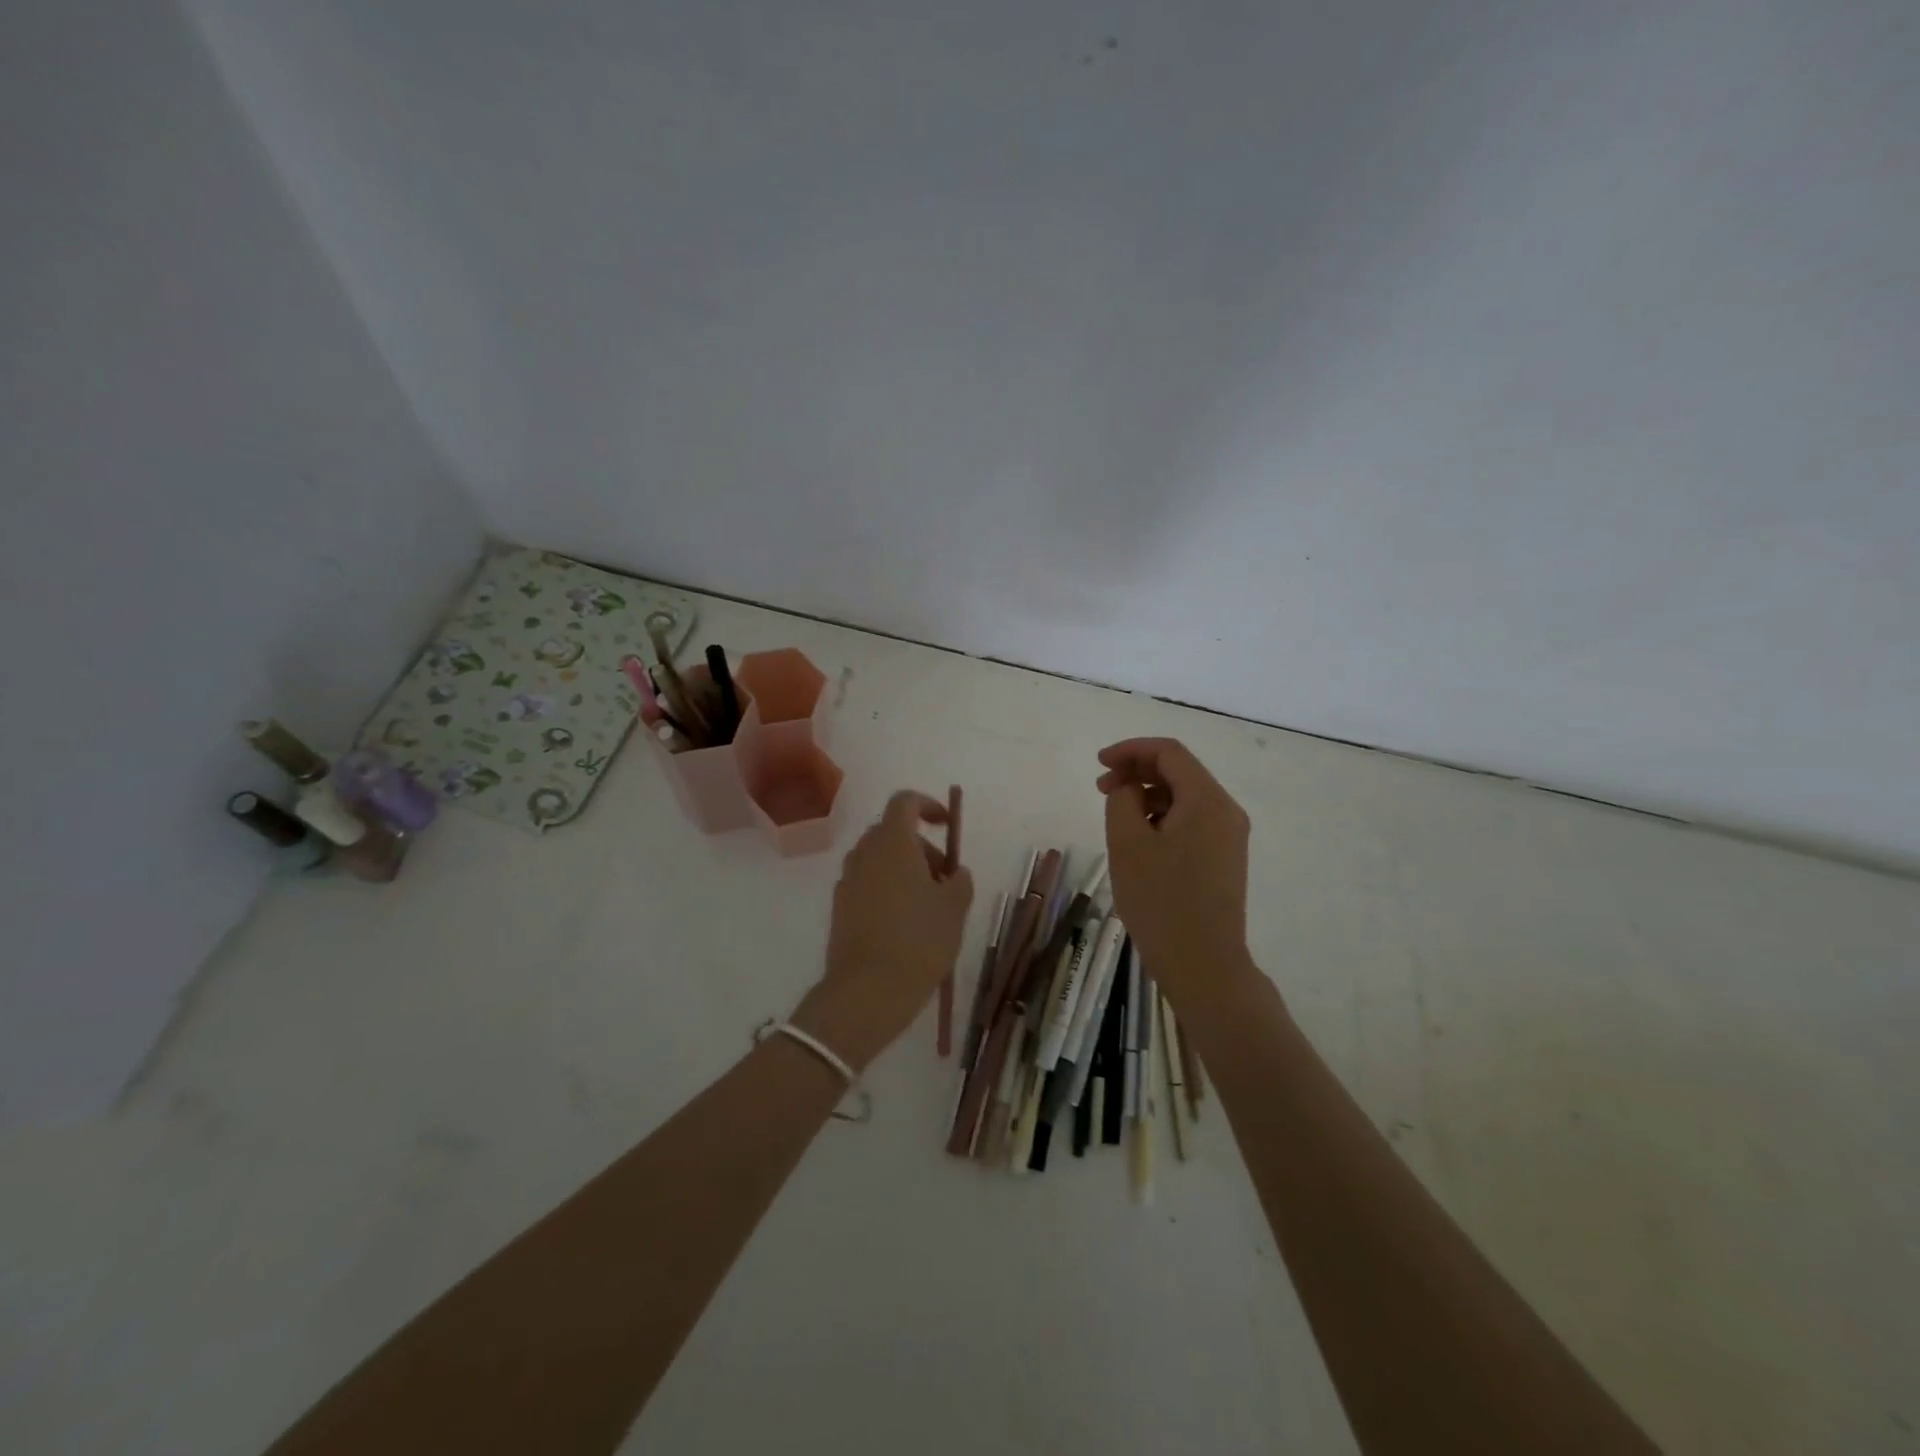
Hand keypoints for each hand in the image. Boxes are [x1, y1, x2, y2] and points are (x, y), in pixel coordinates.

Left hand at [793, 790, 973, 1070]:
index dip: (928, 805)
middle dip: (922, 846)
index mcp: (892, 842)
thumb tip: (955, 872)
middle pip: (892, 832)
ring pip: (879, 860)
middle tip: (946, 878)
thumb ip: (960, 880)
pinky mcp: (840, 908)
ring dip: (905, 870)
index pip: (905, 801)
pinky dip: (888, 890)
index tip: (947, 826)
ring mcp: (847, 881)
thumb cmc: (919, 940)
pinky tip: (906, 925)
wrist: (867, 991)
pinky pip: (868, 884)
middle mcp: (865, 853)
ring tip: (930, 906)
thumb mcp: (954, 908)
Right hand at [1097, 738, 1251, 998]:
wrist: (1204, 964)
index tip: (1099, 764)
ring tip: (1116, 816)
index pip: (1169, 752)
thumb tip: (1129, 786)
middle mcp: (1226, 811)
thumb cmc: (1161, 901)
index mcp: (1207, 800)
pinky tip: (1139, 839)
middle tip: (1101, 789)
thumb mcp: (1127, 844)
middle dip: (1138, 771)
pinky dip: (1163, 816)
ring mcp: (1229, 836)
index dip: (1130, 750)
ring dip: (1148, 795)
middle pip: (1180, 771)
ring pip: (1185, 797)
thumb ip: (1123, 799)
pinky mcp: (1225, 858)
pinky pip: (1192, 821)